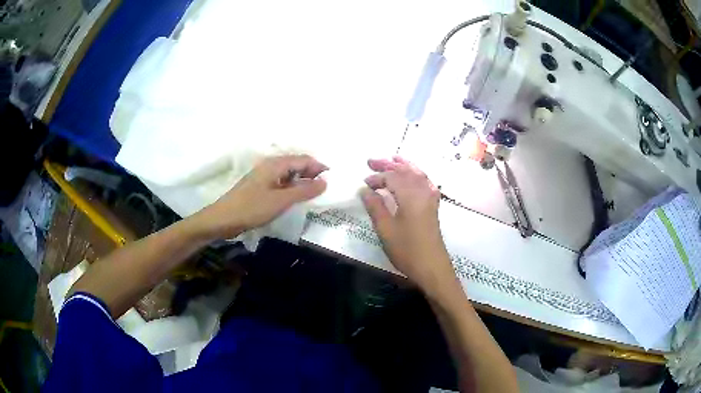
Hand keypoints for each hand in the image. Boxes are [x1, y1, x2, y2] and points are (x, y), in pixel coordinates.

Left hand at [191, 155, 327, 239]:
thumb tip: (325, 182)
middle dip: (312, 174)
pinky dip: (291, 189)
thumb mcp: (281, 201)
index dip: (319, 167)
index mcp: (275, 164)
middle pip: (296, 165)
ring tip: (314, 195)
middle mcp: (270, 166)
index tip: (333, 180)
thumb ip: (304, 191)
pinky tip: (296, 199)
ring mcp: (264, 177)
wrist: (223, 219)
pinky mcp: (260, 188)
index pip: (303, 159)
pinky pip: (281, 183)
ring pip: (289, 175)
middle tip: (325, 189)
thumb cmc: (251, 208)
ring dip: (302, 182)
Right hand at [361, 156, 456, 295]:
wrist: (432, 267)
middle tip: (371, 161)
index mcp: (410, 196)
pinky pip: (426, 182)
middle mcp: (423, 192)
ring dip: (404, 166)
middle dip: (388, 164)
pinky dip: (417, 175)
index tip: (363, 183)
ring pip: (418, 174)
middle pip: (406, 171)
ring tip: (393, 158)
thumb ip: (375, 206)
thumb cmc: (407, 250)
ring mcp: (431, 199)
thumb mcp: (386, 229)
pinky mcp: (434, 206)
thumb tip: (365, 189)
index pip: (392, 177)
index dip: (377, 177)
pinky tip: (414, 176)